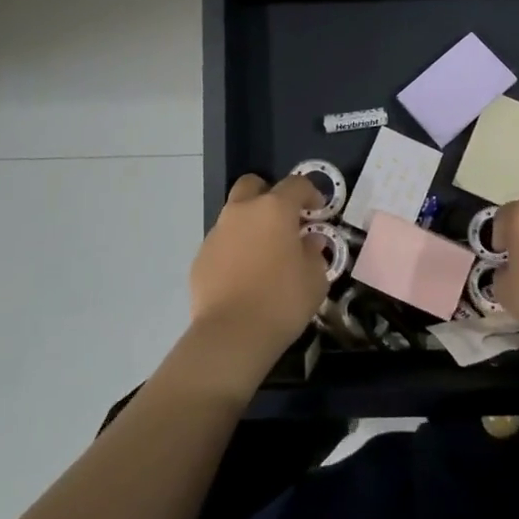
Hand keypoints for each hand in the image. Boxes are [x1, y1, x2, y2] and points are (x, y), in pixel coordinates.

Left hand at [187, 173, 330, 377]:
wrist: (231, 334)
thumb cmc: (282, 301)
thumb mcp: (315, 279)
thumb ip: (314, 253)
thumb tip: (309, 241)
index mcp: (274, 209)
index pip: (296, 184)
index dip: (310, 192)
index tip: (318, 210)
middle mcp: (242, 211)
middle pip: (252, 185)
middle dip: (268, 194)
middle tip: (283, 220)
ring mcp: (217, 232)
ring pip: (234, 215)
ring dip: (250, 225)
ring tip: (263, 254)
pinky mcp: (200, 256)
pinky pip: (222, 243)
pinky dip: (234, 250)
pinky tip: (243, 276)